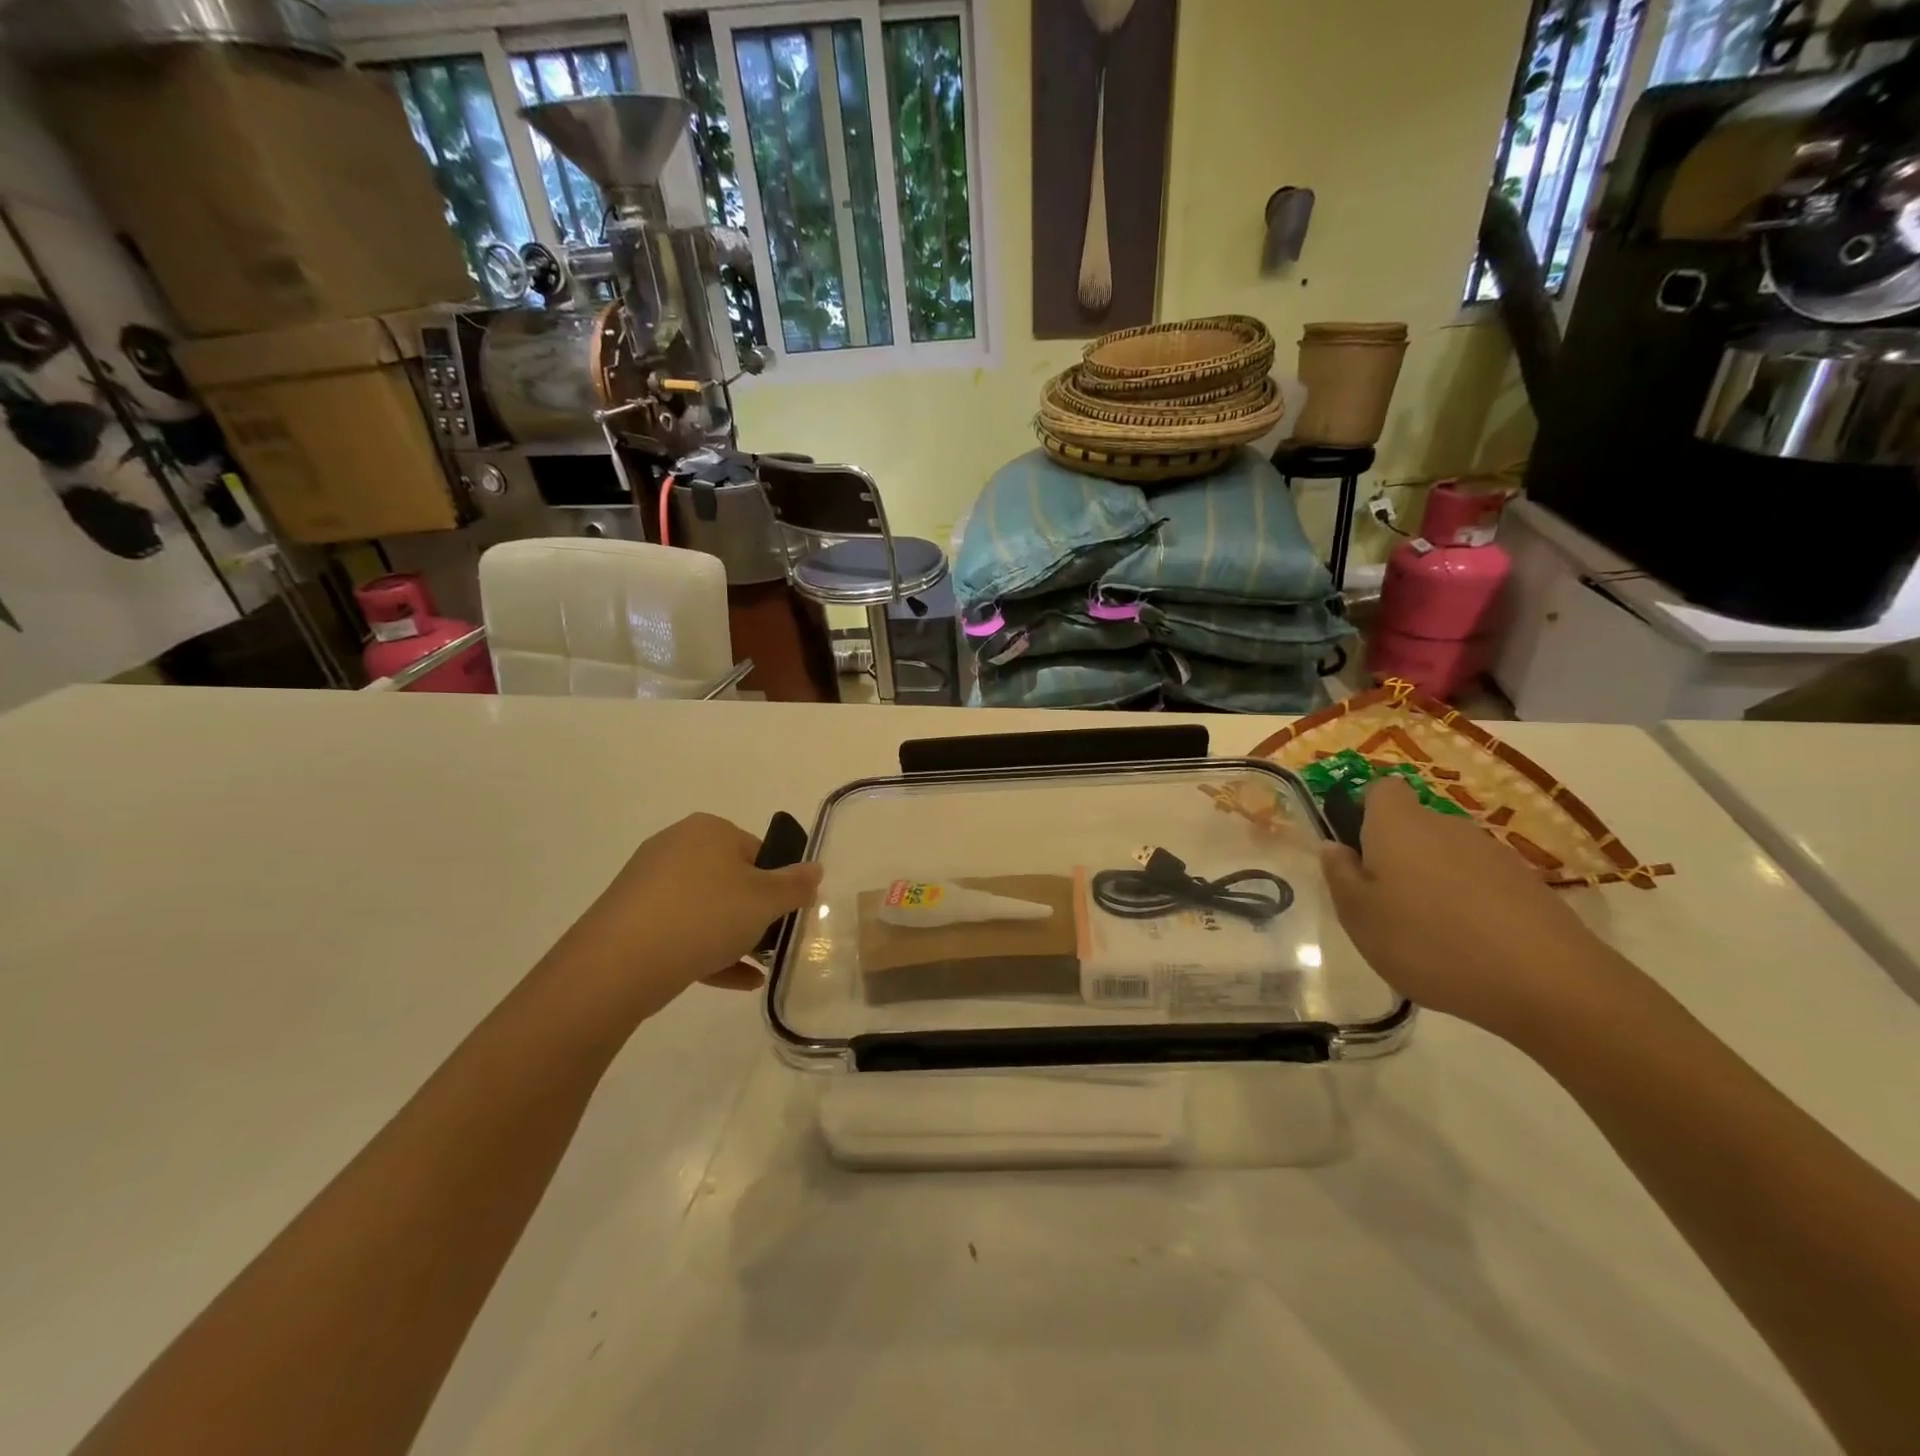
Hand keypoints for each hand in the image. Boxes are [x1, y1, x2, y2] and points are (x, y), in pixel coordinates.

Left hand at [550, 813, 821, 1018]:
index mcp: (709, 830)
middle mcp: (676, 847)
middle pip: (731, 879)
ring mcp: (648, 884)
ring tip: (757, 969)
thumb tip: (815, 869)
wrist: (618, 963)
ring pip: (705, 909)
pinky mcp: (630, 919)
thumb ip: (796, 885)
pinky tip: (738, 983)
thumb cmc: (704, 916)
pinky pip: (680, 932)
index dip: (777, 884)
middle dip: (754, 913)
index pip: (758, 851)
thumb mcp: (765, 900)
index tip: (785, 915)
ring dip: (734, 937)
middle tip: (771, 942)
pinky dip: (708, 953)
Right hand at [1319, 777, 1630, 1041]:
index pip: (1381, 790)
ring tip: (1430, 933)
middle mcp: (1445, 825)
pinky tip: (1471, 946)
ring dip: (1433, 881)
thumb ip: (1339, 876)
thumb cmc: (1428, 942)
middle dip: (1397, 855)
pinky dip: (1470, 903)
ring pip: (1447, 855)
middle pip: (1413, 826)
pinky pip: (1481, 882)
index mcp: (1397, 825)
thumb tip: (1334, 847)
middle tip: (1386, 904)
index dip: (1365, 812)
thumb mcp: (1359, 916)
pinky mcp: (1528, 884)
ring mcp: (1493, 853)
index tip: (1358, 851)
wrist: (1547, 982)